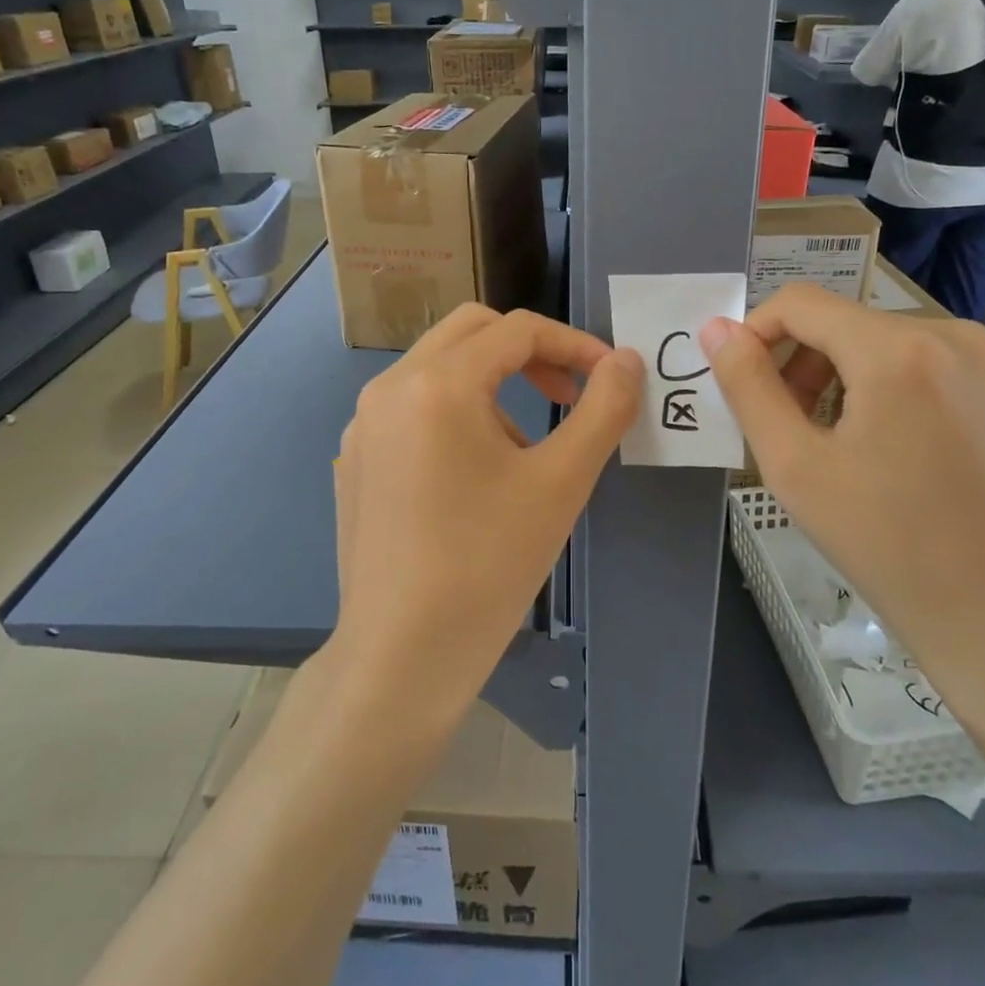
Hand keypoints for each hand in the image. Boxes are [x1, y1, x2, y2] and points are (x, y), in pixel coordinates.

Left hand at [329, 305, 643, 726]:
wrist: (402, 656)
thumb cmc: (488, 564)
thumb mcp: (561, 482)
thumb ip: (603, 409)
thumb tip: (627, 361)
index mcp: (437, 383)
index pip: (518, 330)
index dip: (575, 344)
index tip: (611, 378)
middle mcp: (390, 387)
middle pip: (472, 332)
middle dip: (530, 352)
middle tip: (569, 394)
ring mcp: (364, 423)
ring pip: (440, 367)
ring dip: (494, 382)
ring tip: (527, 448)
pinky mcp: (357, 458)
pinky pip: (415, 406)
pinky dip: (458, 411)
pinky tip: (477, 474)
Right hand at [700, 285, 984, 753]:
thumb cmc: (886, 544)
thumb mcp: (794, 466)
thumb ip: (748, 386)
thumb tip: (717, 329)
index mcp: (898, 349)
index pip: (802, 302)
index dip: (758, 333)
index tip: (747, 383)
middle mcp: (962, 337)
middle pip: (853, 325)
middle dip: (810, 364)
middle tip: (797, 429)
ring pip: (903, 347)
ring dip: (860, 380)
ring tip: (855, 447)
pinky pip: (953, 372)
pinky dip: (916, 396)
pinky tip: (919, 458)